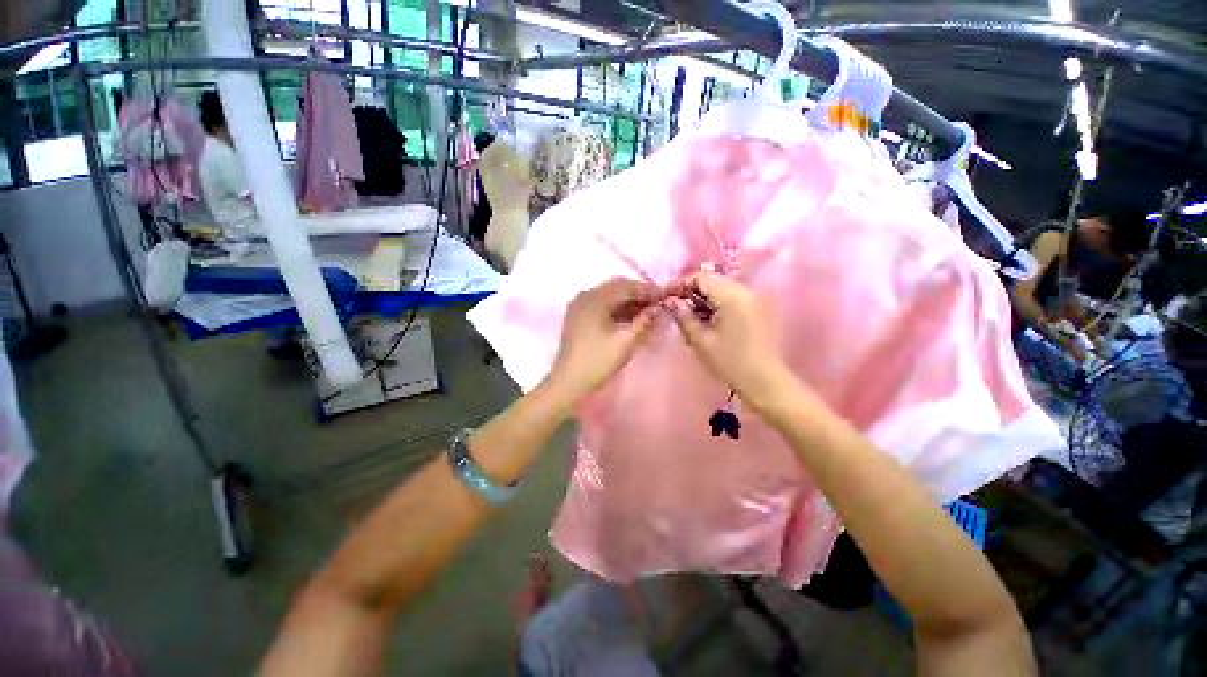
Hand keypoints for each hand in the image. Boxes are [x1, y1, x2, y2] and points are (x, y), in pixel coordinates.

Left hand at [545, 278, 660, 401]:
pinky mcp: (578, 317)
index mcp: (595, 298)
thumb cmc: (598, 361)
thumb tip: (658, 308)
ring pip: (608, 297)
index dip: (647, 290)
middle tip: (657, 304)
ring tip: (647, 312)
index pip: (625, 286)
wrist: (568, 382)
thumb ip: (644, 321)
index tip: (665, 296)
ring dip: (627, 302)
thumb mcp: (625, 341)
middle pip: (616, 288)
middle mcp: (585, 296)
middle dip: (638, 294)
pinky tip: (630, 318)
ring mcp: (579, 306)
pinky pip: (601, 306)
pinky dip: (616, 309)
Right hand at [666, 272, 785, 405]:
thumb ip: (683, 316)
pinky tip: (710, 323)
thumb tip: (670, 301)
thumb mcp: (701, 339)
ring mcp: (756, 299)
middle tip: (677, 309)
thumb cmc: (729, 361)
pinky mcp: (760, 310)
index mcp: (731, 294)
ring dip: (705, 300)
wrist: (765, 382)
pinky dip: (719, 305)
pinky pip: (734, 299)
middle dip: (693, 292)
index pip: (701, 277)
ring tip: (692, 319)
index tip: (666, 298)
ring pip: (723, 290)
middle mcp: (746, 290)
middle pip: (713, 281)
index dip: (681, 285)